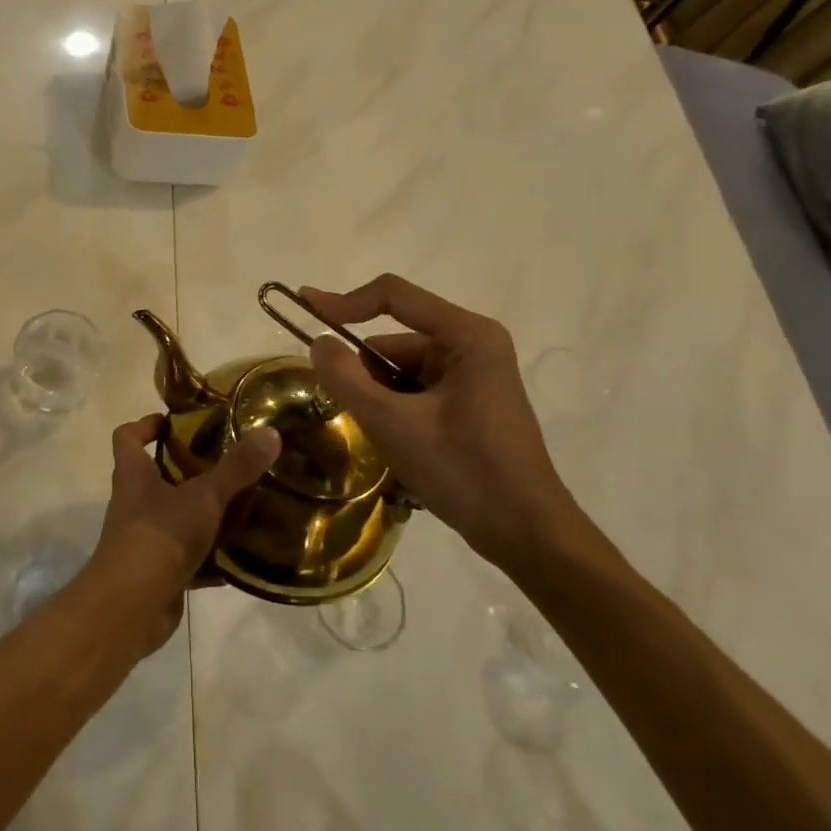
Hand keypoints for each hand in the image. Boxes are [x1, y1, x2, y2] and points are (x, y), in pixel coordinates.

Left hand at [77, 414, 280, 653]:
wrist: (131, 606)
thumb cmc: (159, 535)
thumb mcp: (204, 496)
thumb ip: (237, 467)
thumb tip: (271, 432)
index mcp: (134, 474)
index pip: (128, 436)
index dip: (147, 424)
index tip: (176, 422)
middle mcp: (133, 503)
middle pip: (155, 476)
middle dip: (188, 469)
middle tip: (226, 463)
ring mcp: (144, 539)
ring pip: (174, 517)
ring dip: (203, 515)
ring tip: (243, 507)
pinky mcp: (157, 573)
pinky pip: (187, 559)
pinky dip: (210, 559)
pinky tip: (240, 559)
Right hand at [301, 275, 587, 571]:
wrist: (527, 534)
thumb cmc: (464, 471)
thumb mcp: (392, 423)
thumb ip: (346, 378)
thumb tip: (318, 343)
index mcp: (466, 335)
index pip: (393, 296)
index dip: (344, 301)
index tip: (304, 308)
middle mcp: (473, 345)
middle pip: (394, 341)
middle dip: (366, 374)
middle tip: (355, 414)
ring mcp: (474, 375)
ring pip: (401, 370)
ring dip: (380, 398)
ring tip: (386, 439)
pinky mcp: (471, 402)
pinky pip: (416, 391)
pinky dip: (396, 411)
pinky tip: (401, 445)